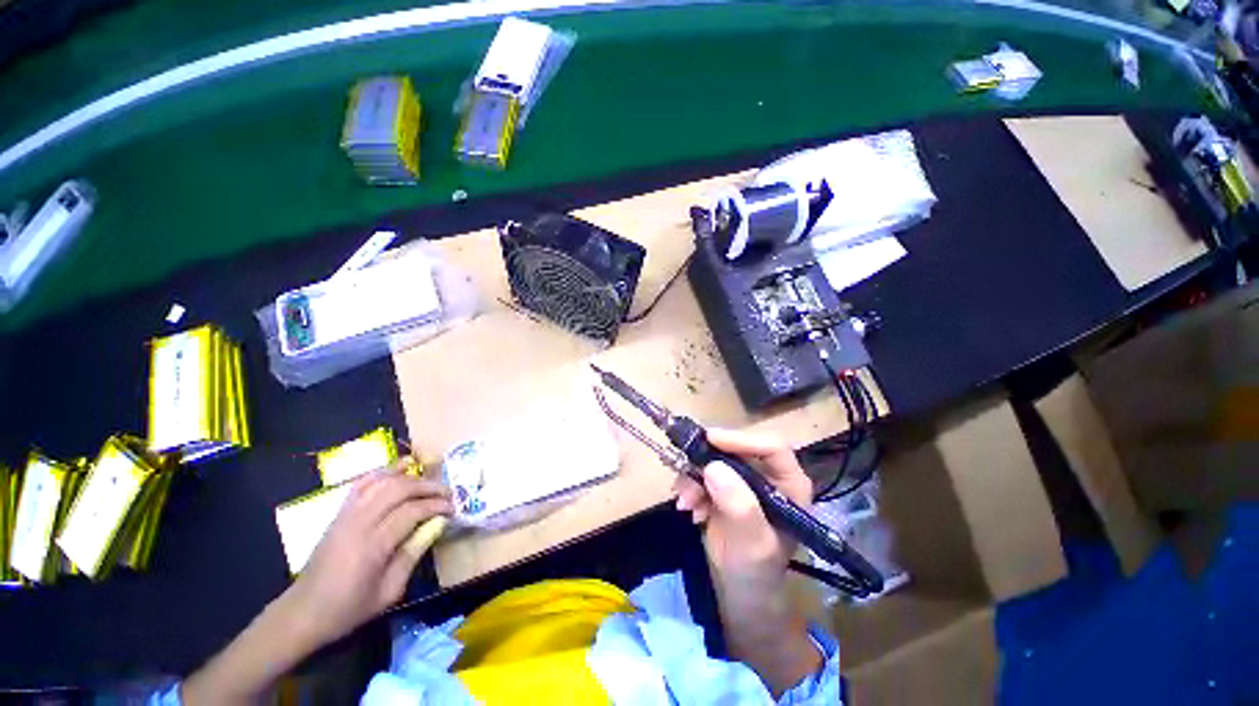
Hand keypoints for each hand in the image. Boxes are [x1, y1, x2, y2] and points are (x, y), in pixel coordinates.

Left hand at [281, 462, 452, 649]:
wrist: (302, 613)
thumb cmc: (349, 609)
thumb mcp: (389, 592)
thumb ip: (414, 553)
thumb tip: (438, 524)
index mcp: (372, 546)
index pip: (412, 511)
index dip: (436, 505)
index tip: (453, 508)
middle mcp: (358, 523)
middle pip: (398, 489)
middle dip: (428, 486)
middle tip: (447, 493)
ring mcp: (345, 515)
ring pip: (381, 481)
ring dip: (409, 476)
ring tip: (428, 481)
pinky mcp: (338, 514)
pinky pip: (362, 484)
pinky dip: (383, 473)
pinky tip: (398, 471)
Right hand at [673, 430, 821, 695]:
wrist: (739, 591)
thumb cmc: (756, 571)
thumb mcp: (752, 543)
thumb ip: (739, 507)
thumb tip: (714, 467)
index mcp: (790, 484)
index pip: (771, 447)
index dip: (741, 439)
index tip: (709, 440)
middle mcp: (768, 475)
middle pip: (737, 449)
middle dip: (708, 462)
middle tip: (687, 479)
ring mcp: (744, 479)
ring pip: (714, 459)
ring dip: (694, 477)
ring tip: (685, 503)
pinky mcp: (724, 485)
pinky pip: (702, 472)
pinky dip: (691, 486)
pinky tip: (689, 510)